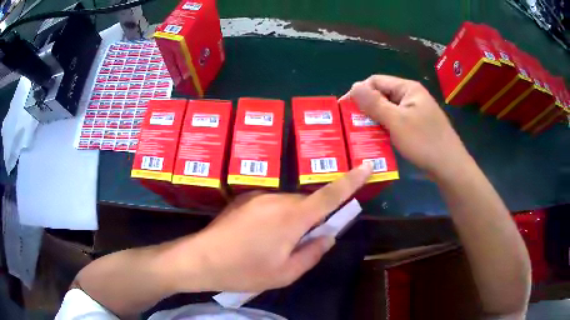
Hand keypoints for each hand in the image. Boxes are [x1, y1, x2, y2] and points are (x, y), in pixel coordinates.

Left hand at [168, 163, 372, 292]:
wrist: (200, 259)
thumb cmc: (244, 271)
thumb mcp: (285, 273)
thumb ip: (312, 253)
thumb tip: (328, 236)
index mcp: (292, 218)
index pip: (330, 195)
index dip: (351, 180)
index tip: (366, 165)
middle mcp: (277, 199)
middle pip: (307, 203)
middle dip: (311, 221)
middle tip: (298, 246)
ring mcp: (258, 197)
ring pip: (288, 205)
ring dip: (291, 222)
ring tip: (271, 247)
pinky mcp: (244, 199)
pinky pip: (271, 205)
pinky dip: (274, 219)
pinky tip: (256, 239)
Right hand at [347, 75, 469, 178]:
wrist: (449, 166)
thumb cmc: (424, 141)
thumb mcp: (396, 121)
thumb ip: (374, 103)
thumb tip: (354, 86)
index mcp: (407, 88)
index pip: (376, 81)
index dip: (358, 92)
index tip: (345, 109)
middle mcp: (411, 96)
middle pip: (382, 95)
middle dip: (365, 108)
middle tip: (351, 124)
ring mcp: (415, 112)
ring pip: (388, 110)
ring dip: (374, 120)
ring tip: (360, 133)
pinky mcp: (416, 126)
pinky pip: (395, 122)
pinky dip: (384, 129)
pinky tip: (377, 140)